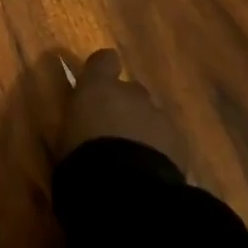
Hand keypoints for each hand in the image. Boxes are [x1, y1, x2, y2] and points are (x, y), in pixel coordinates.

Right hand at [58, 48, 187, 173]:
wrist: (125, 187)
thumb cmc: (82, 159)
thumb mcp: (66, 138)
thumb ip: (79, 124)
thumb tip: (82, 126)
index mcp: (98, 87)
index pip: (104, 60)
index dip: (103, 70)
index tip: (98, 84)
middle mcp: (131, 93)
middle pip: (131, 91)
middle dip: (125, 107)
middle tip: (113, 134)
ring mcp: (159, 116)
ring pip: (151, 117)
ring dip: (143, 130)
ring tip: (133, 160)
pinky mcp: (180, 142)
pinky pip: (168, 141)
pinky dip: (160, 151)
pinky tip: (150, 172)